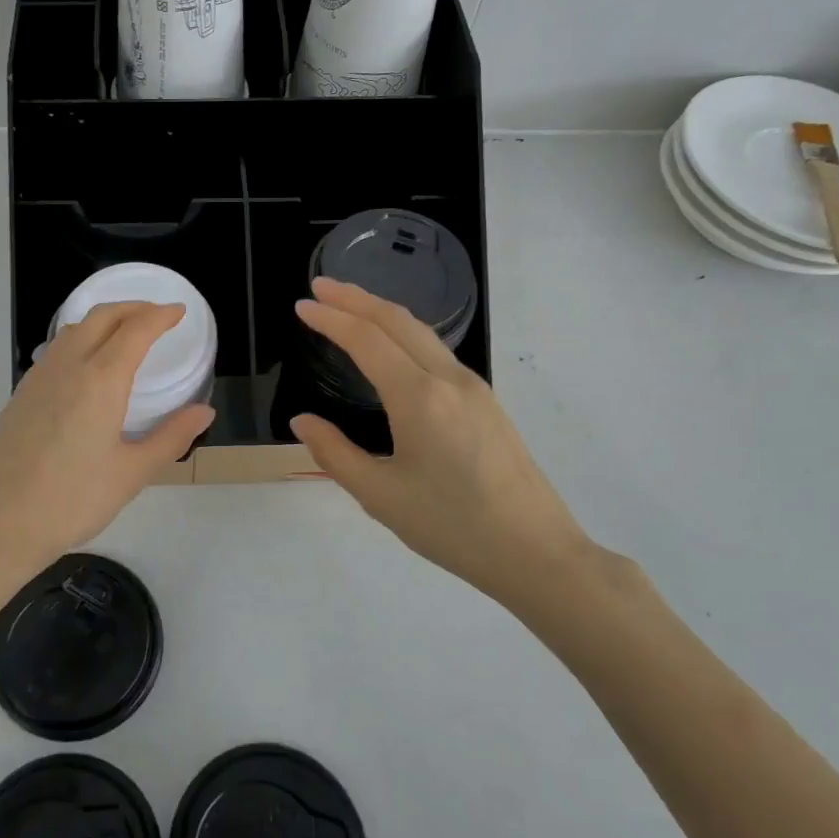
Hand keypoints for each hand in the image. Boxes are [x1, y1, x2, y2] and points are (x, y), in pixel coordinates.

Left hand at [0, 301, 214, 610]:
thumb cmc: (72, 500)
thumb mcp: (132, 473)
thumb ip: (171, 437)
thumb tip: (204, 411)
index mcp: (100, 380)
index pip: (135, 330)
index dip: (160, 316)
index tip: (179, 312)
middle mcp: (68, 367)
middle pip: (102, 317)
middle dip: (133, 308)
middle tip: (157, 316)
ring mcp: (38, 378)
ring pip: (74, 329)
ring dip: (104, 320)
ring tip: (125, 334)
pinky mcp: (20, 395)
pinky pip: (56, 350)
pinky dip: (80, 339)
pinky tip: (87, 366)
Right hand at [291, 278, 628, 618]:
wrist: (536, 552)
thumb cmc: (452, 527)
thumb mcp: (380, 496)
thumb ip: (335, 453)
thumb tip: (302, 421)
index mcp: (419, 398)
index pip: (367, 340)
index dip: (331, 318)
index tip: (302, 305)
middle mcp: (448, 379)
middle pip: (397, 321)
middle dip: (356, 298)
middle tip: (320, 285)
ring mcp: (473, 387)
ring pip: (421, 332)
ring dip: (381, 311)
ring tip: (349, 305)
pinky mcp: (486, 401)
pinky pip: (437, 351)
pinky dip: (404, 333)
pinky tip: (392, 345)